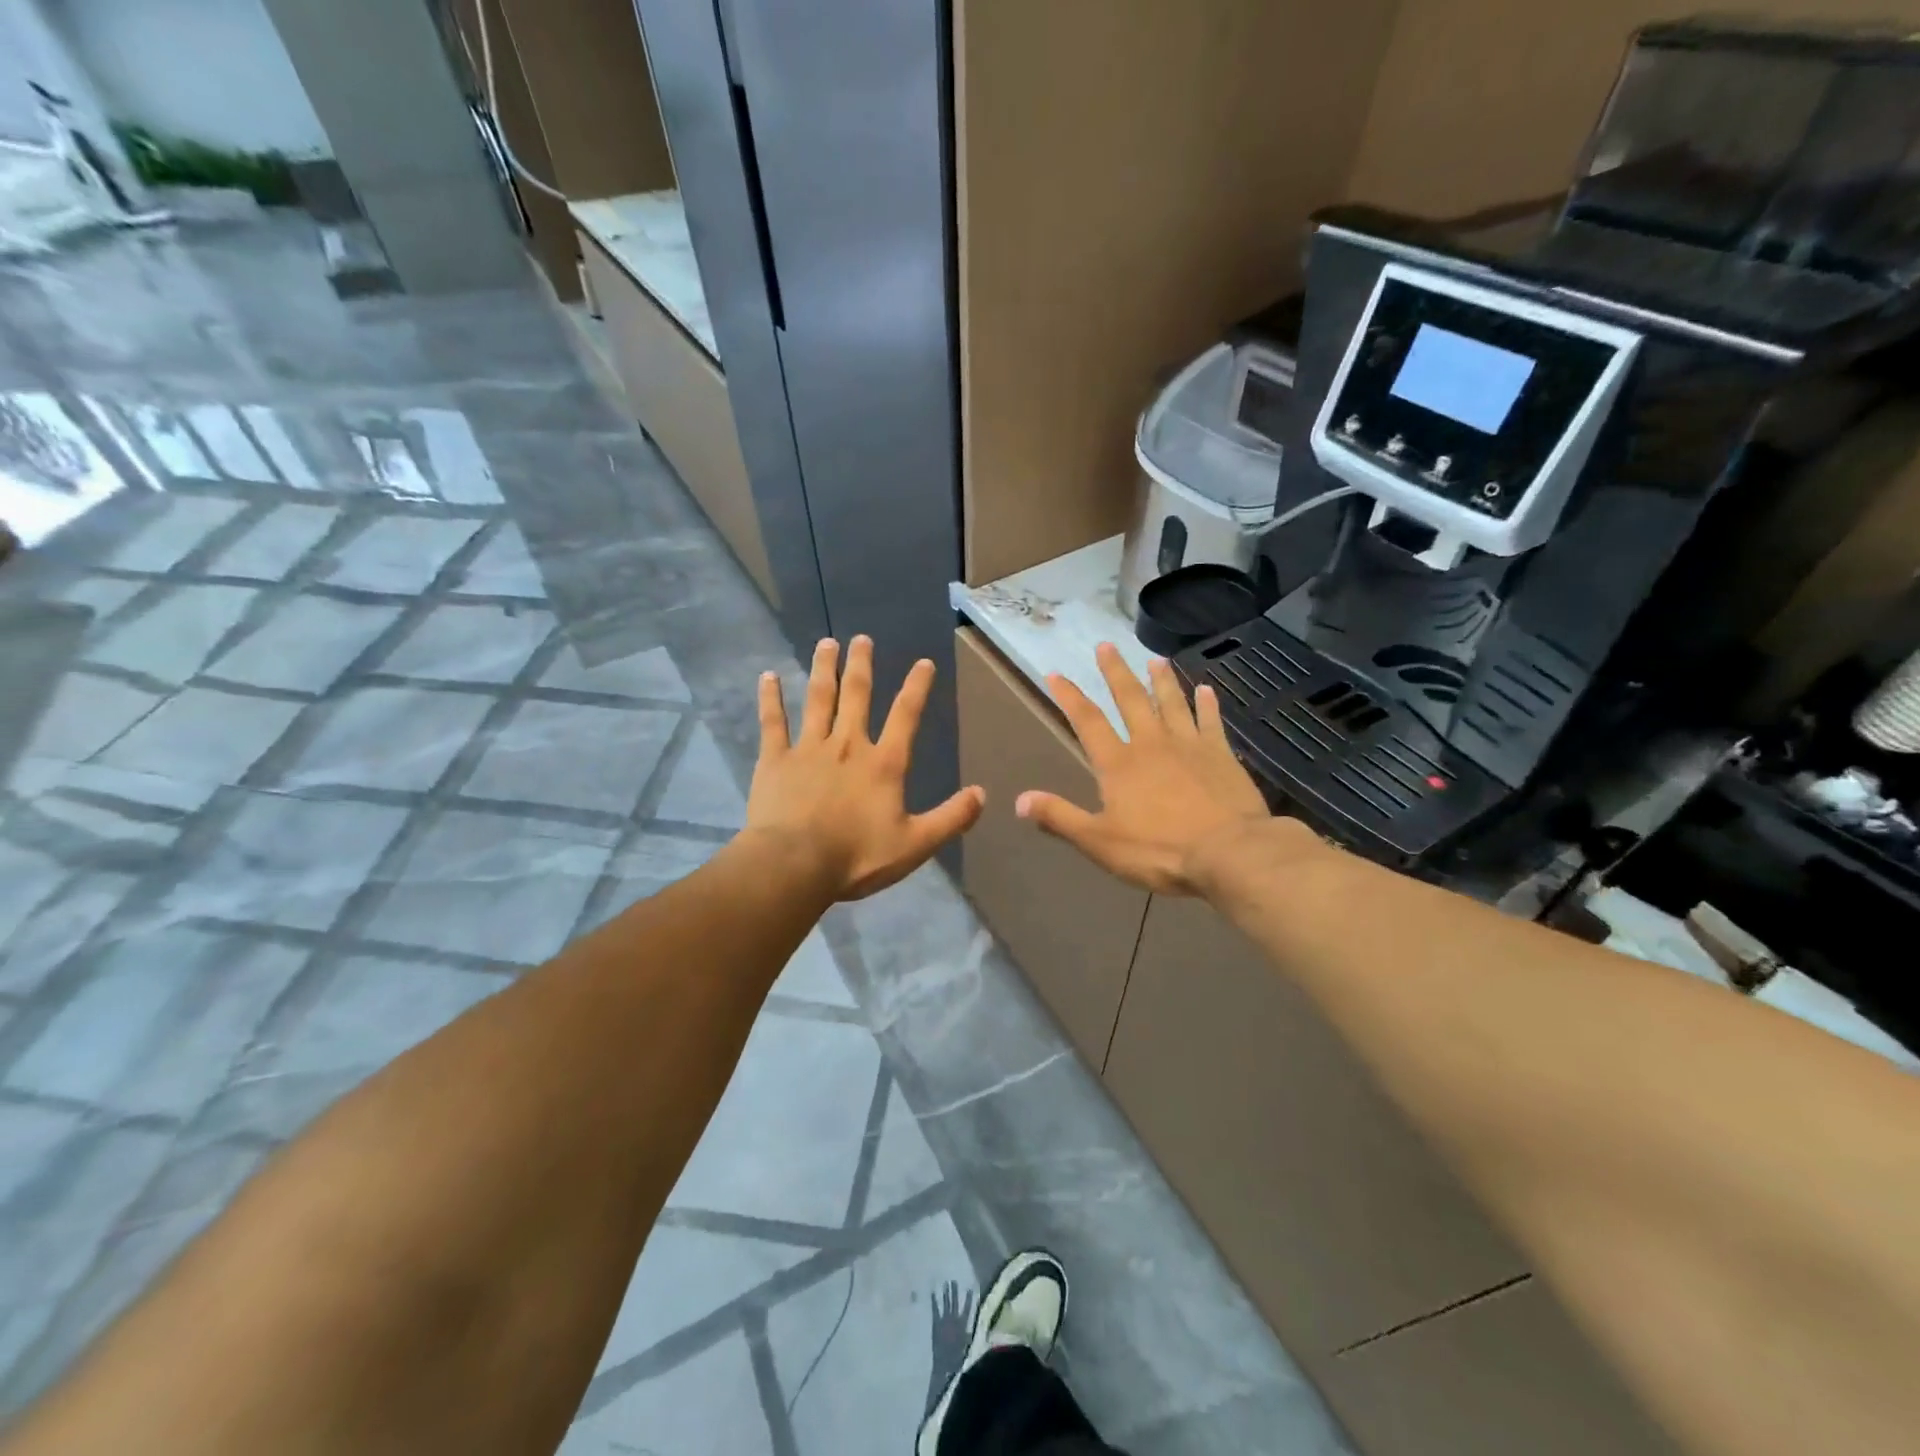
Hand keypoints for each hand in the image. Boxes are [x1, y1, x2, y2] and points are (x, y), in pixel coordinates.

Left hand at [748, 636, 985, 900]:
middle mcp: (848, 745)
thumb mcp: (916, 844)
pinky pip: (773, 722)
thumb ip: (951, 818)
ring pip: (819, 699)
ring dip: (824, 670)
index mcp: (883, 764)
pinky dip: (771, 698)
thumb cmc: (858, 857)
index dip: (917, 687)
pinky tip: (768, 676)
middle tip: (861, 639)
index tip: (923, 662)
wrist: (796, 865)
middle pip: (857, 695)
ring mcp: (808, 749)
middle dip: (861, 665)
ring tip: (827, 644)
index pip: (905, 716)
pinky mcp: (775, 760)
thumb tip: (983, 794)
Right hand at [1016, 643, 1272, 893]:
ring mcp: (1189, 746)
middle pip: (1131, 699)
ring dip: (1162, 680)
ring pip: (1172, 703)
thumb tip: (1020, 800)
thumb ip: (1060, 818)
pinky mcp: (1221, 755)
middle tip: (1106, 645)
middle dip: (1115, 672)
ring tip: (1155, 659)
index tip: (1056, 674)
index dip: (1070, 697)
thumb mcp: (1099, 842)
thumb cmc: (1158, 850)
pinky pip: (1211, 722)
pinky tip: (1206, 690)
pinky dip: (1207, 704)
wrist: (1228, 852)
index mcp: (1118, 764)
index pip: (1087, 722)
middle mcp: (1151, 744)